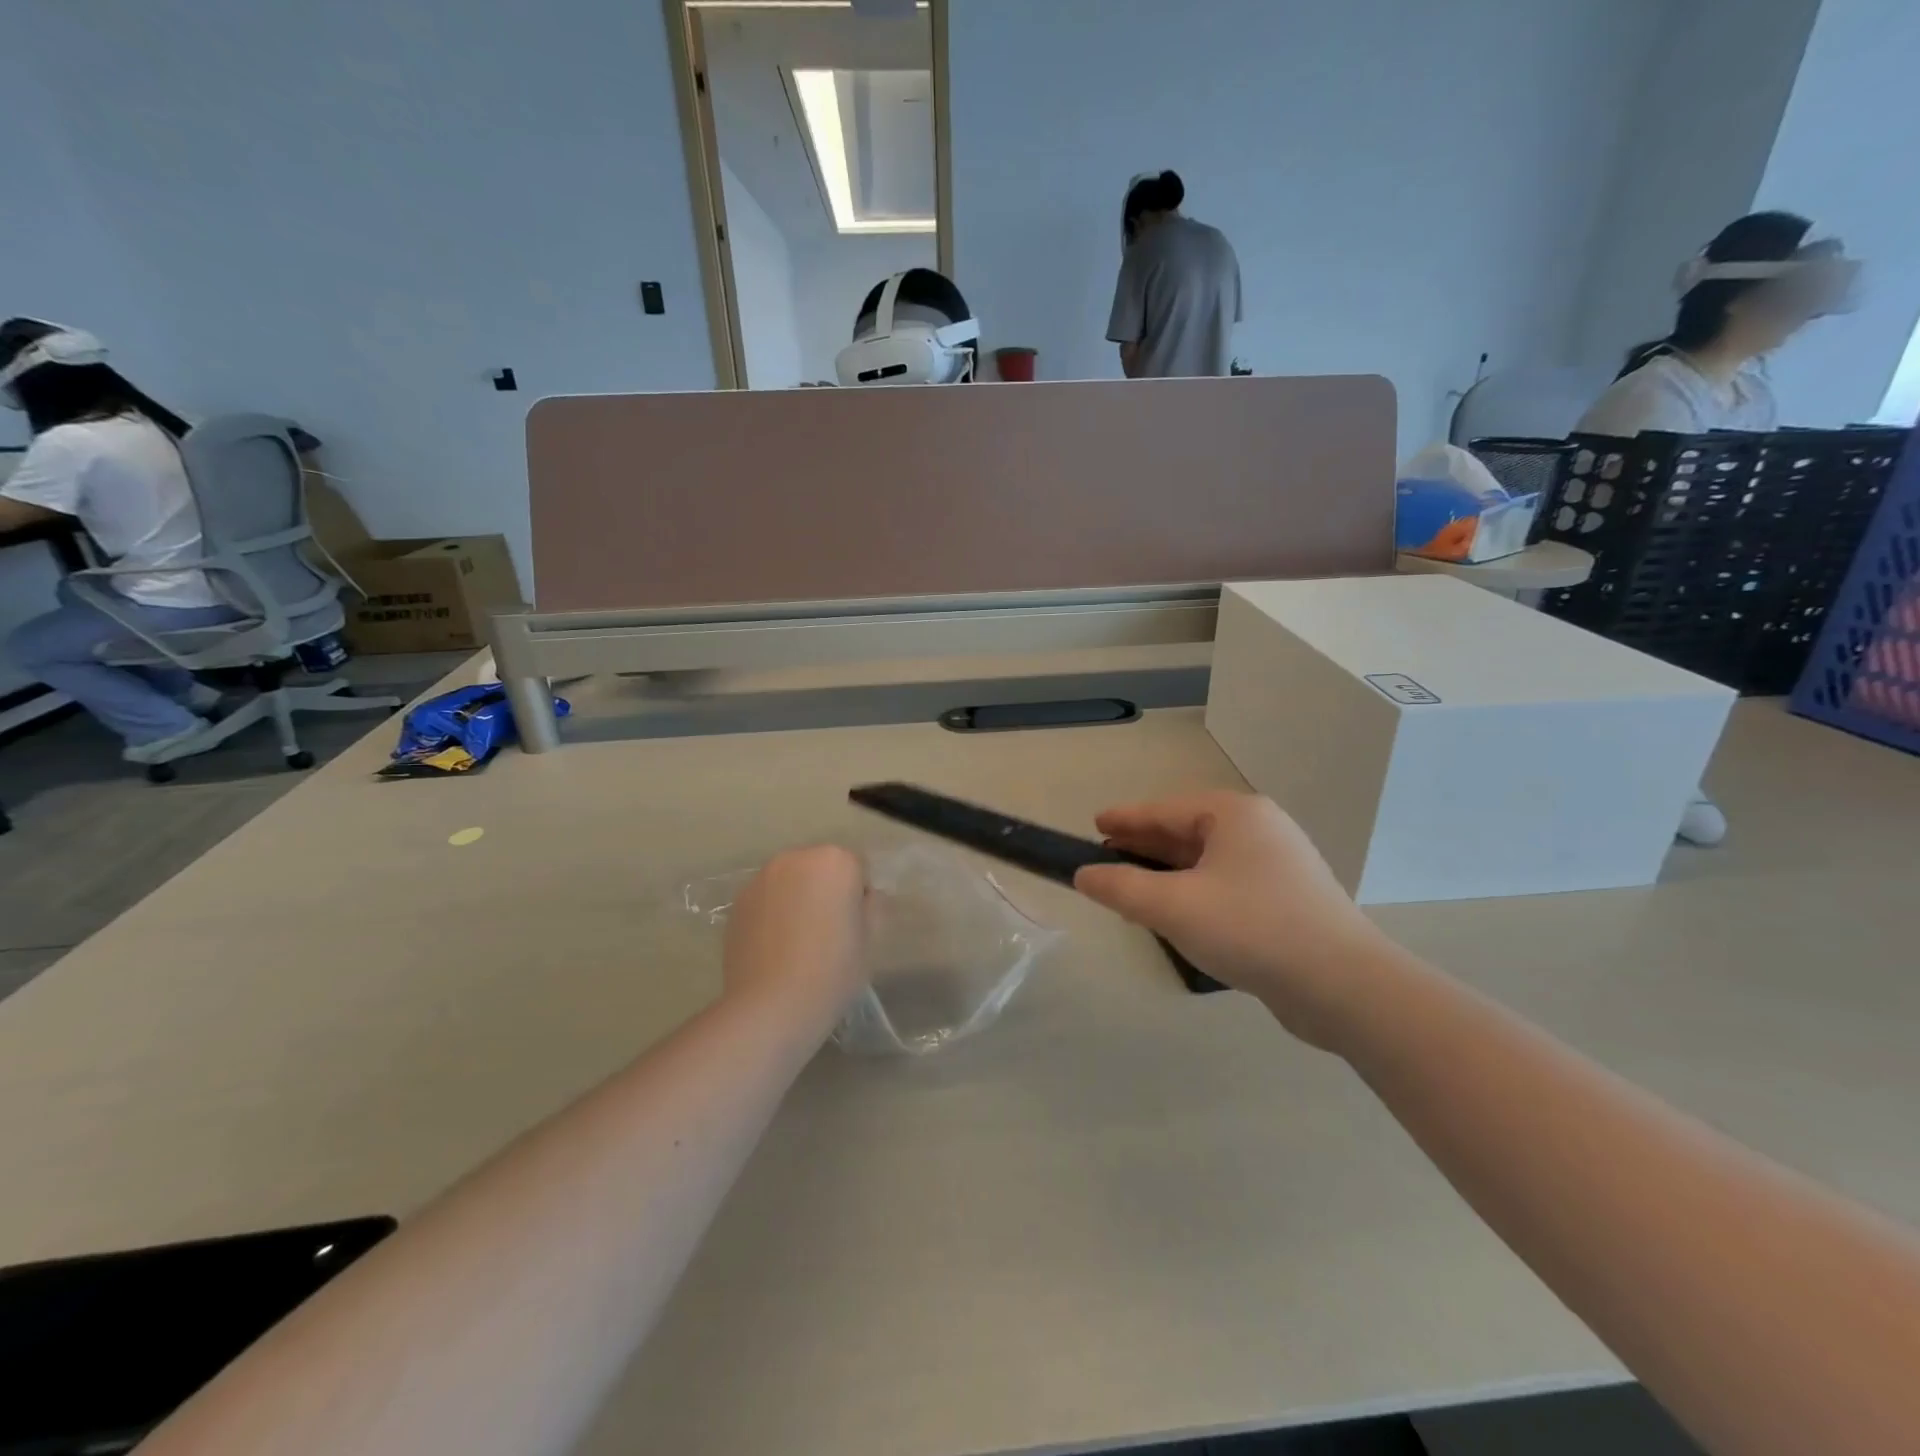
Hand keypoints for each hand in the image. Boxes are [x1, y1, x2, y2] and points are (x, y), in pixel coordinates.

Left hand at [722, 846, 869, 1020]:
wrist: (771, 1005)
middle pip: (820, 868)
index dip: (859, 897)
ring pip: (791, 882)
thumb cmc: (832, 969)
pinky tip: (775, 948)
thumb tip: (864, 898)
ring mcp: (762, 879)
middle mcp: (795, 858)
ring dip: (798, 899)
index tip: (855, 927)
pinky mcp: (738, 903)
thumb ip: (872, 906)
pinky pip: (767, 900)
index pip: (857, 868)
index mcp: (835, 860)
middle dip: (826, 891)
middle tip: (828, 932)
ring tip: (799, 942)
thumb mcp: (870, 939)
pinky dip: (774, 914)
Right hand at [1073, 792, 1392, 1046]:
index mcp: (1235, 815)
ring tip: (1131, 886)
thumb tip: (1084, 875)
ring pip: (1206, 860)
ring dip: (1167, 872)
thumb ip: (1121, 888)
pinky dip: (1193, 891)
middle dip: (1144, 845)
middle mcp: (1259, 829)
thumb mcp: (1173, 907)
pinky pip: (1225, 883)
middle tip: (1105, 856)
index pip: (1165, 809)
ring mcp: (1278, 864)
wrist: (1344, 986)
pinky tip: (1176, 912)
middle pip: (1186, 831)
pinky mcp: (1287, 899)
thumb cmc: (1252, 929)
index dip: (1125, 819)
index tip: (1094, 824)